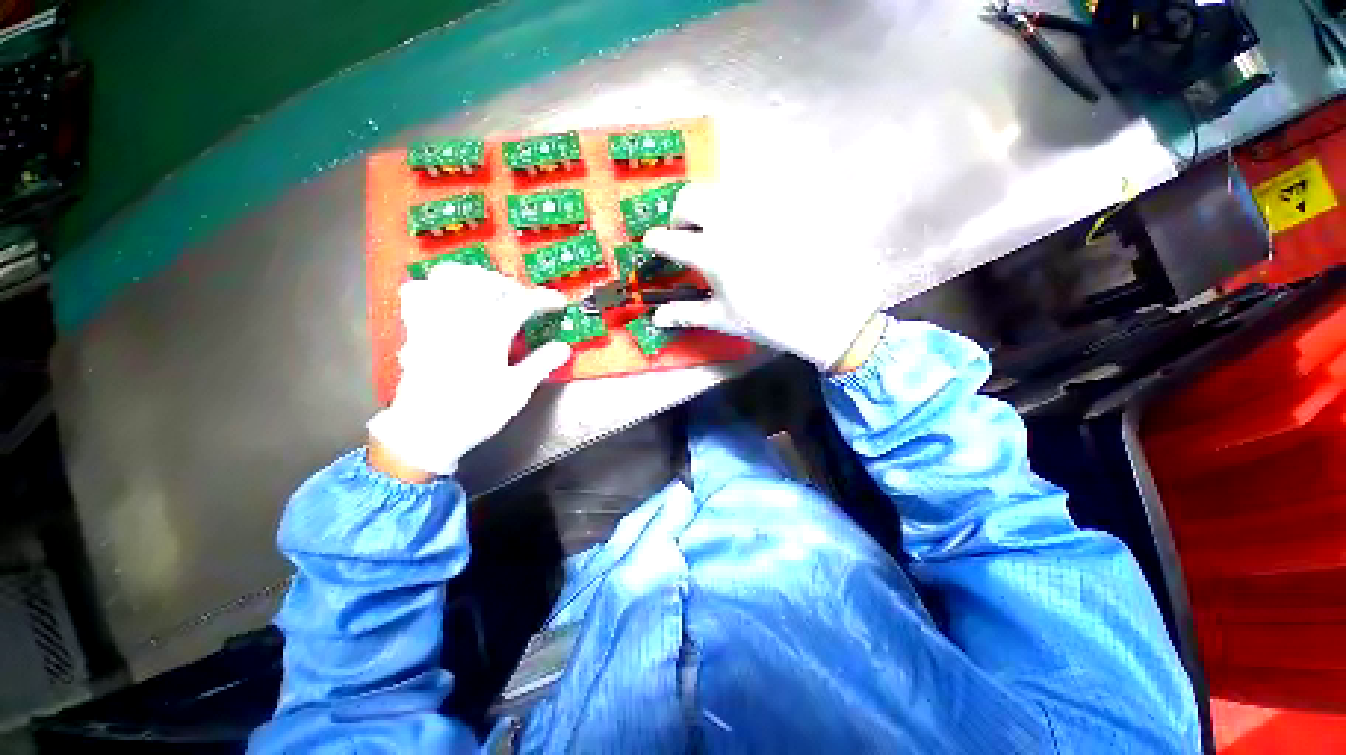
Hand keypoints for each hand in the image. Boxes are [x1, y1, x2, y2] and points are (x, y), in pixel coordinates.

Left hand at [367, 265, 570, 477]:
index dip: (544, 298)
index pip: (521, 302)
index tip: (559, 302)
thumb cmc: (475, 412)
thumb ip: (542, 364)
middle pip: (485, 280)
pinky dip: (436, 287)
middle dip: (510, 285)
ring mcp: (434, 320)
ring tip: (488, 293)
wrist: (424, 432)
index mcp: (489, 333)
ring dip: (474, 278)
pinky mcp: (415, 329)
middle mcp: (460, 318)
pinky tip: (450, 301)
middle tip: (524, 302)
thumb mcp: (517, 391)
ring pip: (449, 276)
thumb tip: (564, 347)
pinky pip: (417, 292)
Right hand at [643, 183, 882, 370]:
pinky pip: (754, 194)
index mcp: (712, 252)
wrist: (829, 310)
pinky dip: (740, 208)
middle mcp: (731, 220)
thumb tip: (656, 318)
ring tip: (717, 233)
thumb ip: (686, 314)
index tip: (653, 244)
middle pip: (690, 197)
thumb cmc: (770, 320)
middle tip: (685, 236)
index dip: (656, 241)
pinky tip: (751, 231)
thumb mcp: (724, 319)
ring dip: (708, 208)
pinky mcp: (784, 202)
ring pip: (721, 190)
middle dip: (679, 214)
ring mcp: (760, 207)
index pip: (670, 239)